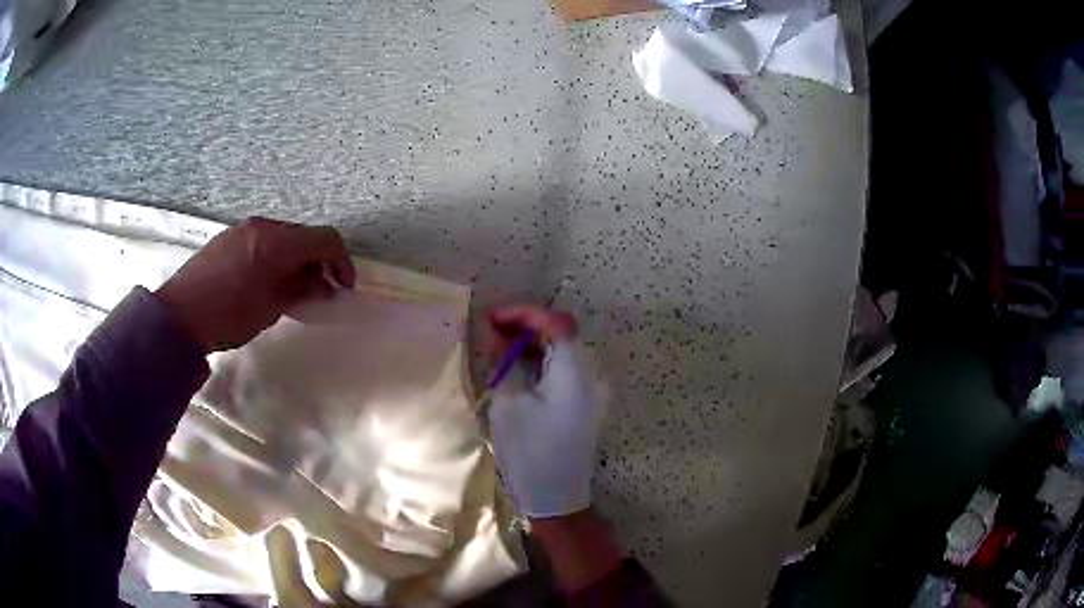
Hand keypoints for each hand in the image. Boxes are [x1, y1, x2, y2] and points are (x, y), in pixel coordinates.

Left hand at [155, 217, 354, 353]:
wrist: (179, 315)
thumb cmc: (229, 314)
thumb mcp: (272, 307)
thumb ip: (301, 290)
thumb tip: (322, 285)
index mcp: (278, 241)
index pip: (326, 239)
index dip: (342, 262)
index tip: (343, 289)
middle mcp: (264, 226)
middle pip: (305, 236)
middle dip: (319, 262)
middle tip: (319, 293)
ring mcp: (244, 229)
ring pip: (284, 238)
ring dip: (296, 260)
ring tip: (292, 290)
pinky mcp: (229, 238)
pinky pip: (263, 241)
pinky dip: (275, 258)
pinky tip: (266, 282)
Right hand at [486, 306, 606, 518]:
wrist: (556, 499)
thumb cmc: (528, 453)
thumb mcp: (508, 404)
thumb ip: (504, 361)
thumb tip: (498, 332)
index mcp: (575, 373)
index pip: (556, 322)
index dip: (524, 313)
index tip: (492, 318)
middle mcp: (592, 375)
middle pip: (563, 332)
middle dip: (527, 325)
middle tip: (492, 330)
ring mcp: (593, 390)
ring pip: (564, 349)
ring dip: (534, 342)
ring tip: (500, 346)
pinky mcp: (587, 402)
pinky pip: (566, 368)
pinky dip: (543, 360)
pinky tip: (520, 366)